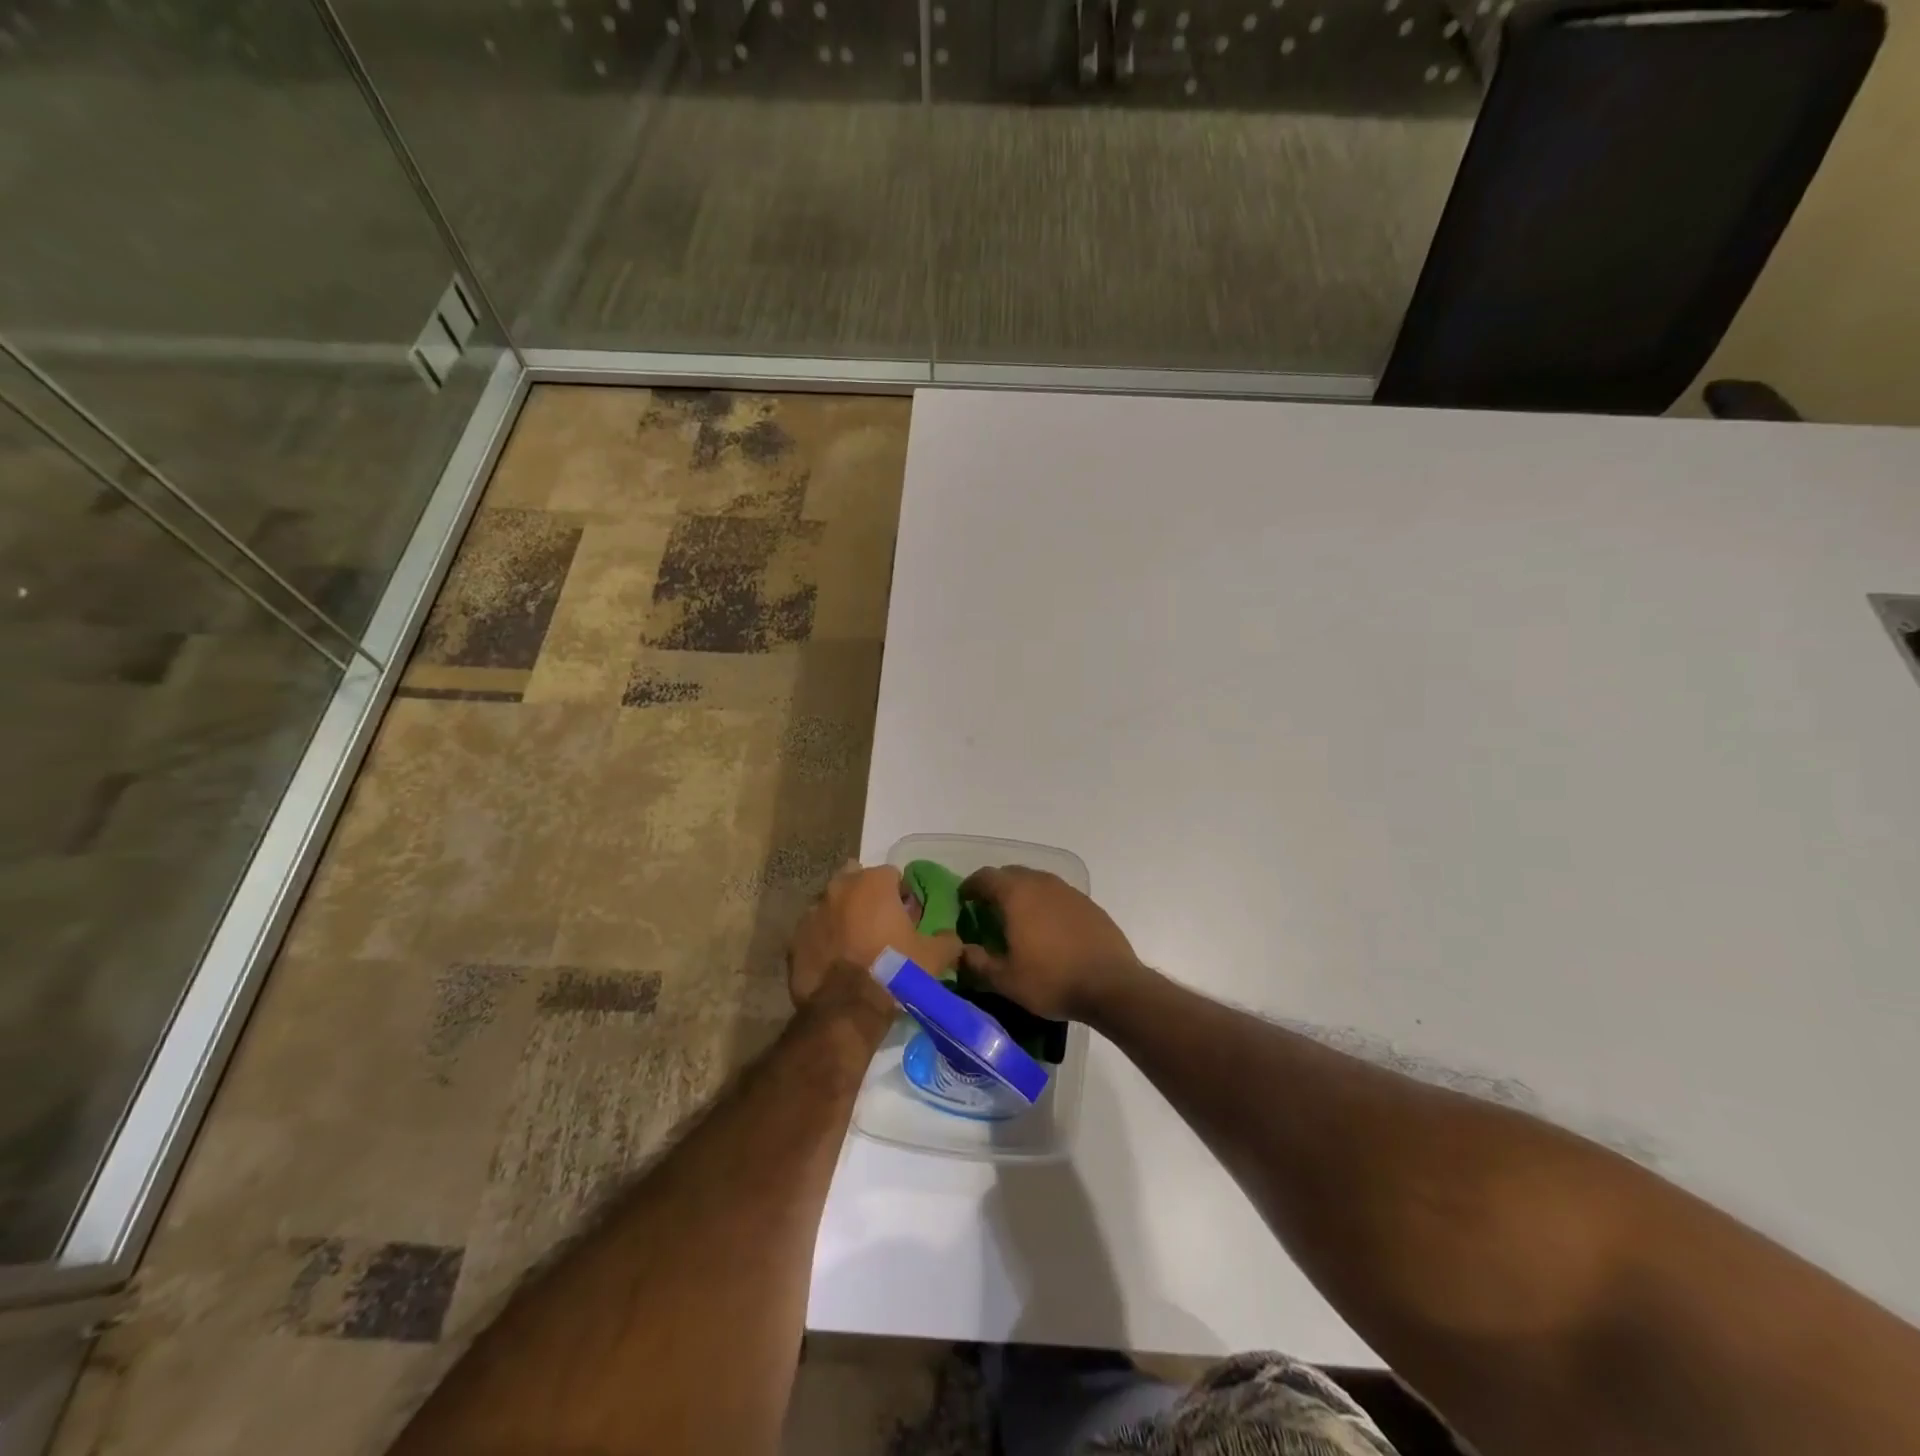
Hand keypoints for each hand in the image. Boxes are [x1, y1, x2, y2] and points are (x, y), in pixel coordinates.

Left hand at [787, 862, 961, 1017]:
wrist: (845, 1010)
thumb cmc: (894, 972)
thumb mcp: (934, 958)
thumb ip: (948, 941)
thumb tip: (951, 938)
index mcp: (874, 882)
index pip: (893, 876)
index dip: (902, 896)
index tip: (907, 919)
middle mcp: (840, 887)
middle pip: (858, 882)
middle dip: (869, 898)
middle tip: (881, 928)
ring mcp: (812, 910)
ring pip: (833, 904)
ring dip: (845, 917)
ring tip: (857, 946)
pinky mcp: (795, 937)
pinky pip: (815, 931)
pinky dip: (825, 939)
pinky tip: (836, 962)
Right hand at [956, 866, 1143, 1022]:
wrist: (1112, 985)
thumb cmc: (1051, 980)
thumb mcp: (1005, 979)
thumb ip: (977, 962)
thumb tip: (960, 951)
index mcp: (1016, 894)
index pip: (985, 877)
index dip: (970, 887)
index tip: (963, 901)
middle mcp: (1041, 883)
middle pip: (1011, 874)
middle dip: (995, 888)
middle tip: (987, 910)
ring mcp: (1068, 891)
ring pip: (1036, 882)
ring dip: (1022, 894)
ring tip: (1017, 919)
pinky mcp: (1088, 903)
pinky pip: (1057, 895)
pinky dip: (1045, 904)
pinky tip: (1047, 929)